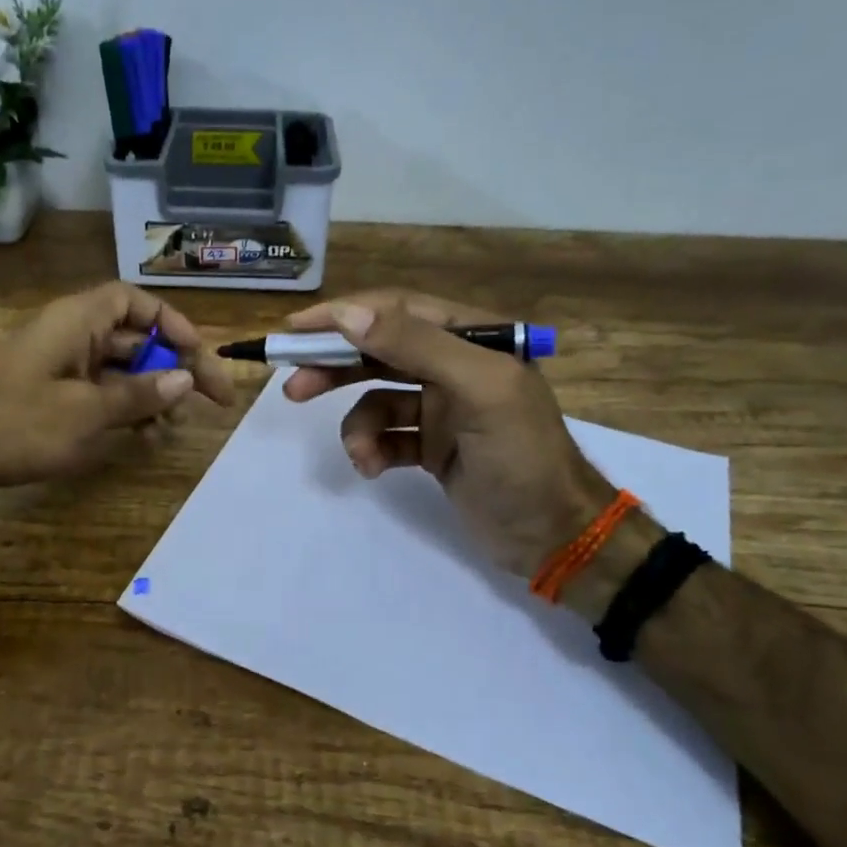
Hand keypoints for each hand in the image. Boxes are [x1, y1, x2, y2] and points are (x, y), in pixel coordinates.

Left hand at [0, 282, 235, 493]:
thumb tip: (185, 380)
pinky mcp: (49, 395)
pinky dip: (124, 410)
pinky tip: (143, 438)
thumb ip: (138, 395)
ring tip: (173, 428)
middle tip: (211, 402)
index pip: (135, 302)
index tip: (199, 357)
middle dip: (173, 367)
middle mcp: (70, 335)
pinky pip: (98, 393)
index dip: (173, 324)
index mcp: (76, 321)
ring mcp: (58, 367)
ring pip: (119, 370)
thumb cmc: (15, 424)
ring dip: (151, 394)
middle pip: (134, 339)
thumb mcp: (86, 413)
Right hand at [282, 290, 615, 579]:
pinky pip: (386, 435)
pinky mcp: (431, 445)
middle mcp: (454, 365)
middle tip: (292, 385)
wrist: (554, 536)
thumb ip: (416, 345)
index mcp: (473, 338)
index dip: (343, 316)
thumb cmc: (523, 456)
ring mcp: (441, 407)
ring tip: (357, 453)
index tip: (295, 329)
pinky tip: (373, 469)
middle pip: (378, 351)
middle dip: (335, 367)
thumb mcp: (478, 390)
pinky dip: (373, 449)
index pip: (396, 310)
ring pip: (376, 398)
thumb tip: (349, 315)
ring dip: (357, 424)